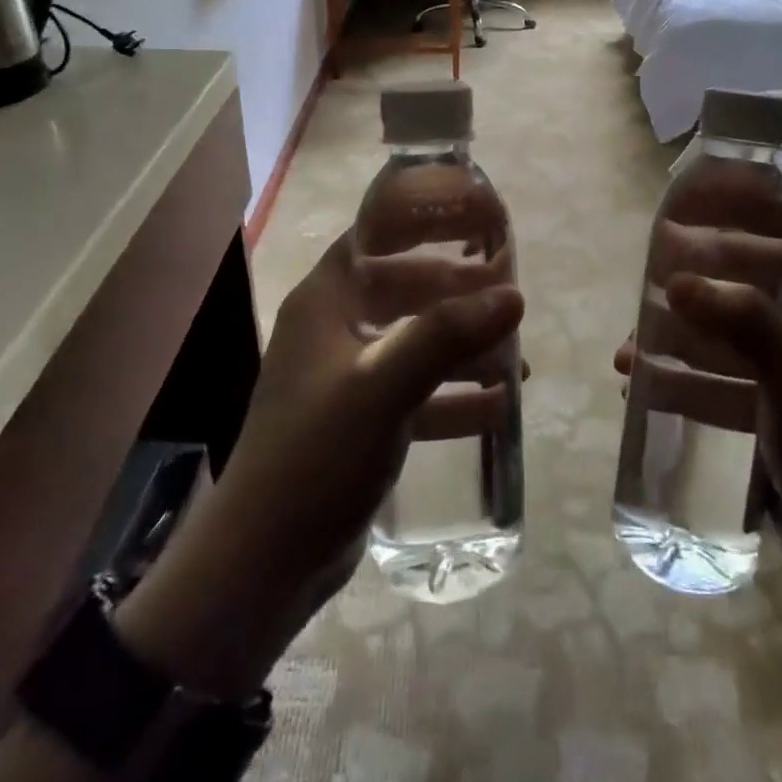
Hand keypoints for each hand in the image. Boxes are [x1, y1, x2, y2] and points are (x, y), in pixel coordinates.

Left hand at [115, 233, 522, 693]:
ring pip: (414, 342)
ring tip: (515, 353)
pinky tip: (498, 406)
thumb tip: (513, 295)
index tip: (474, 219)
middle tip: (508, 292)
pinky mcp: (360, 422)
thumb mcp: (384, 386)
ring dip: (461, 345)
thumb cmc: (318, 454)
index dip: (422, 222)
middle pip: (402, 289)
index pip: (375, 237)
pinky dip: (453, 395)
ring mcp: (346, 378)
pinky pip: (416, 393)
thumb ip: (447, 335)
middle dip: (455, 290)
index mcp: (326, 303)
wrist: (266, 561)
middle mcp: (333, 331)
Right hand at [616, 229, 781, 578]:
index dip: (746, 214)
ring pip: (720, 335)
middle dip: (693, 281)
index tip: (692, 208)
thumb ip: (744, 322)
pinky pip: (714, 380)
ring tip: (630, 350)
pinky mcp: (764, 412)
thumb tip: (675, 281)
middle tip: (644, 283)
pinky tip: (642, 390)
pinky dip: (680, 379)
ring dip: (676, 336)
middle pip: (742, 283)